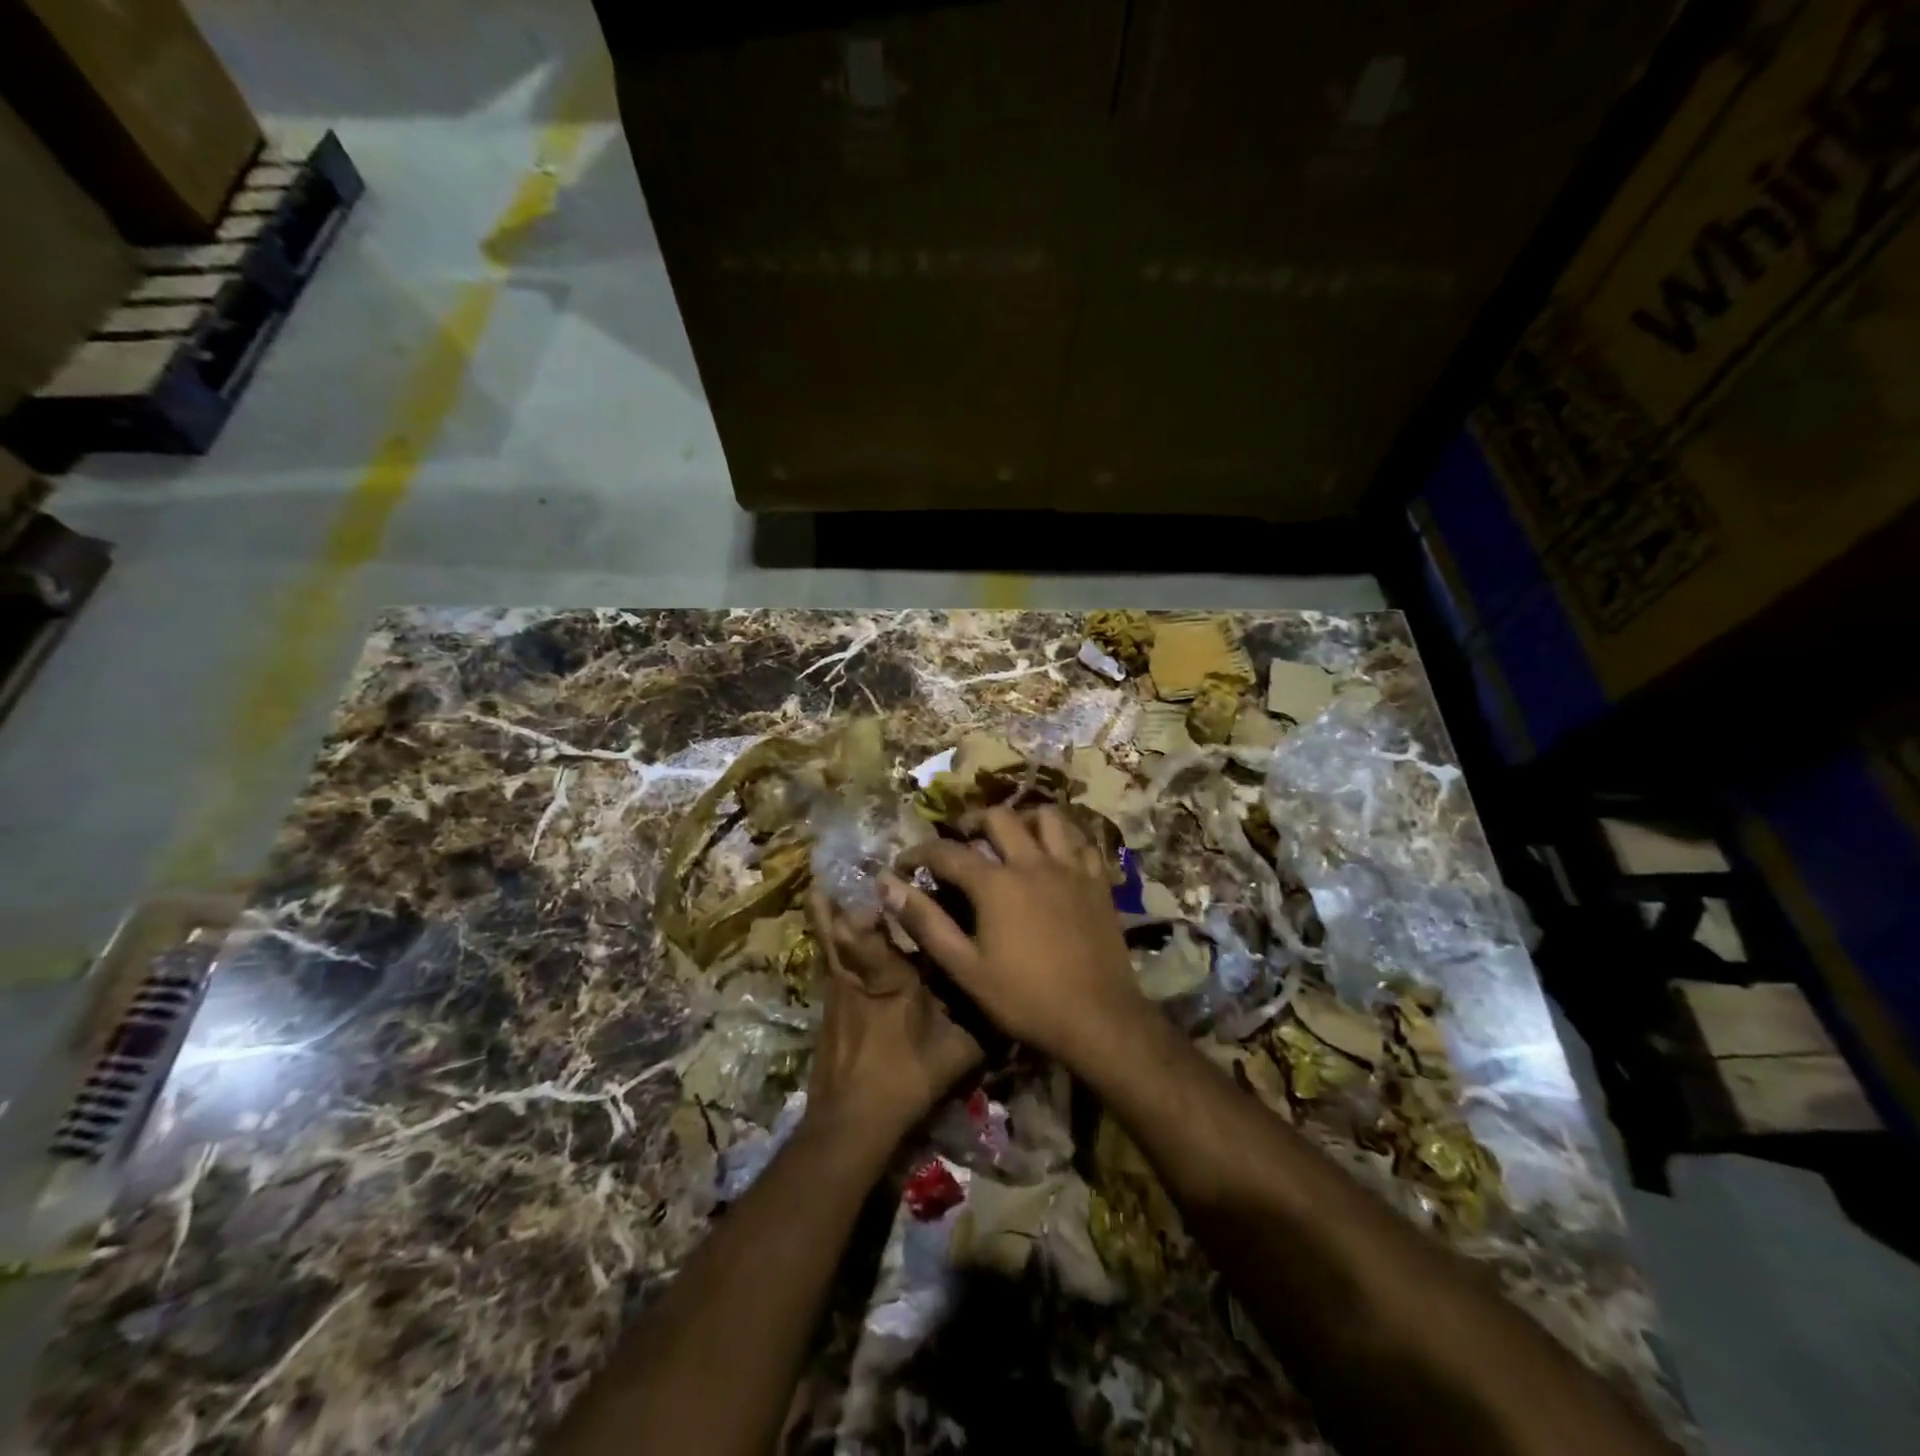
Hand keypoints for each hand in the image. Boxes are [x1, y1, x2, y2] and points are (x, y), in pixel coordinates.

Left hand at [803, 892, 983, 1154]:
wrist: (851, 1125)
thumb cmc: (906, 1079)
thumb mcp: (957, 1051)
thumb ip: (983, 1021)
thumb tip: (1013, 996)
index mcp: (888, 978)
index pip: (870, 928)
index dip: (871, 898)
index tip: (878, 870)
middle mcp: (857, 976)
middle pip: (836, 928)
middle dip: (833, 899)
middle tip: (829, 867)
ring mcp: (836, 993)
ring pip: (827, 944)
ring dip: (825, 915)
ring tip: (820, 886)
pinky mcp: (828, 1010)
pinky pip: (829, 963)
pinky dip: (830, 943)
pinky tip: (836, 938)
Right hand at [888, 806, 1147, 1072]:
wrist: (1098, 1018)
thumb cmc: (1025, 998)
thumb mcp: (965, 968)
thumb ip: (925, 923)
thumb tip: (887, 886)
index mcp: (996, 883)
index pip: (948, 852)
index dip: (920, 852)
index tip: (904, 863)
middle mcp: (1033, 862)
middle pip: (999, 818)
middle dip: (971, 822)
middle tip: (960, 839)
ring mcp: (1070, 868)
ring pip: (1047, 817)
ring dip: (1023, 819)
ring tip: (1011, 837)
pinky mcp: (1098, 881)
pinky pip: (1081, 842)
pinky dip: (1064, 839)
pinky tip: (1055, 855)